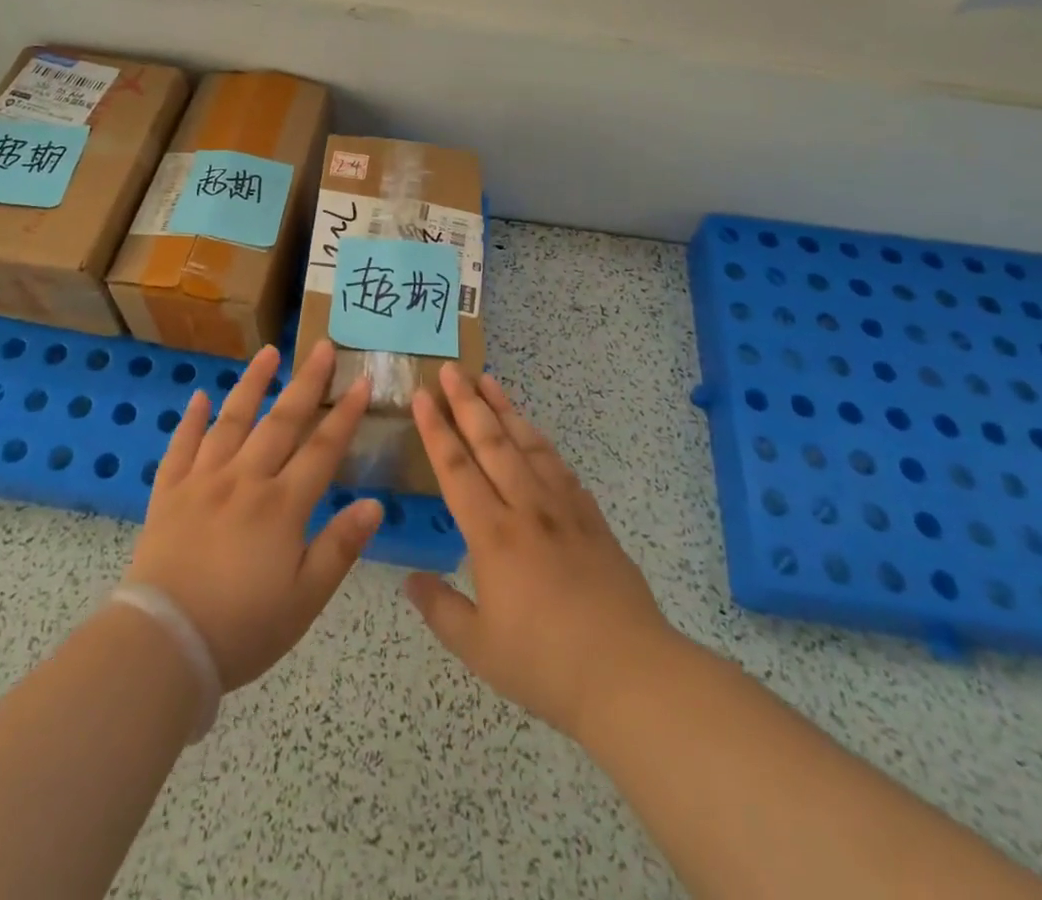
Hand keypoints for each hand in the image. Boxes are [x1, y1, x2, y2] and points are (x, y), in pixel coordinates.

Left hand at [125, 340, 381, 690]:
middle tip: (322, 346)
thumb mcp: (305, 598)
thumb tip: (375, 503)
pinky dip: (191, 420)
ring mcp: (203, 481)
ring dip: (252, 384)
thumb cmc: (243, 628)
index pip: (322, 449)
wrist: (164, 643)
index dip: (345, 414)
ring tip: (268, 353)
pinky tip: (200, 397)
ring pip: (231, 421)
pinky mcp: (169, 493)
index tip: (362, 381)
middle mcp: (244, 480)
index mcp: (282, 505)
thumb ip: (340, 547)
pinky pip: (181, 447)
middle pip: (281, 421)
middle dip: (306, 382)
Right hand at [404, 365, 675, 738]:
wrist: (630, 673)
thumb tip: (411, 579)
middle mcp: (525, 508)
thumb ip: (440, 609)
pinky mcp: (592, 519)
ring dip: (505, 409)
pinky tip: (534, 433)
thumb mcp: (478, 648)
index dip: (435, 430)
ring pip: (528, 444)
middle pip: (491, 442)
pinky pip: (560, 466)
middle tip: (451, 369)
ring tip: (489, 380)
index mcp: (492, 534)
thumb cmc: (546, 664)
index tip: (422, 395)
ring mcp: (563, 509)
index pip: (455, 468)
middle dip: (467, 402)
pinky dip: (541, 441)